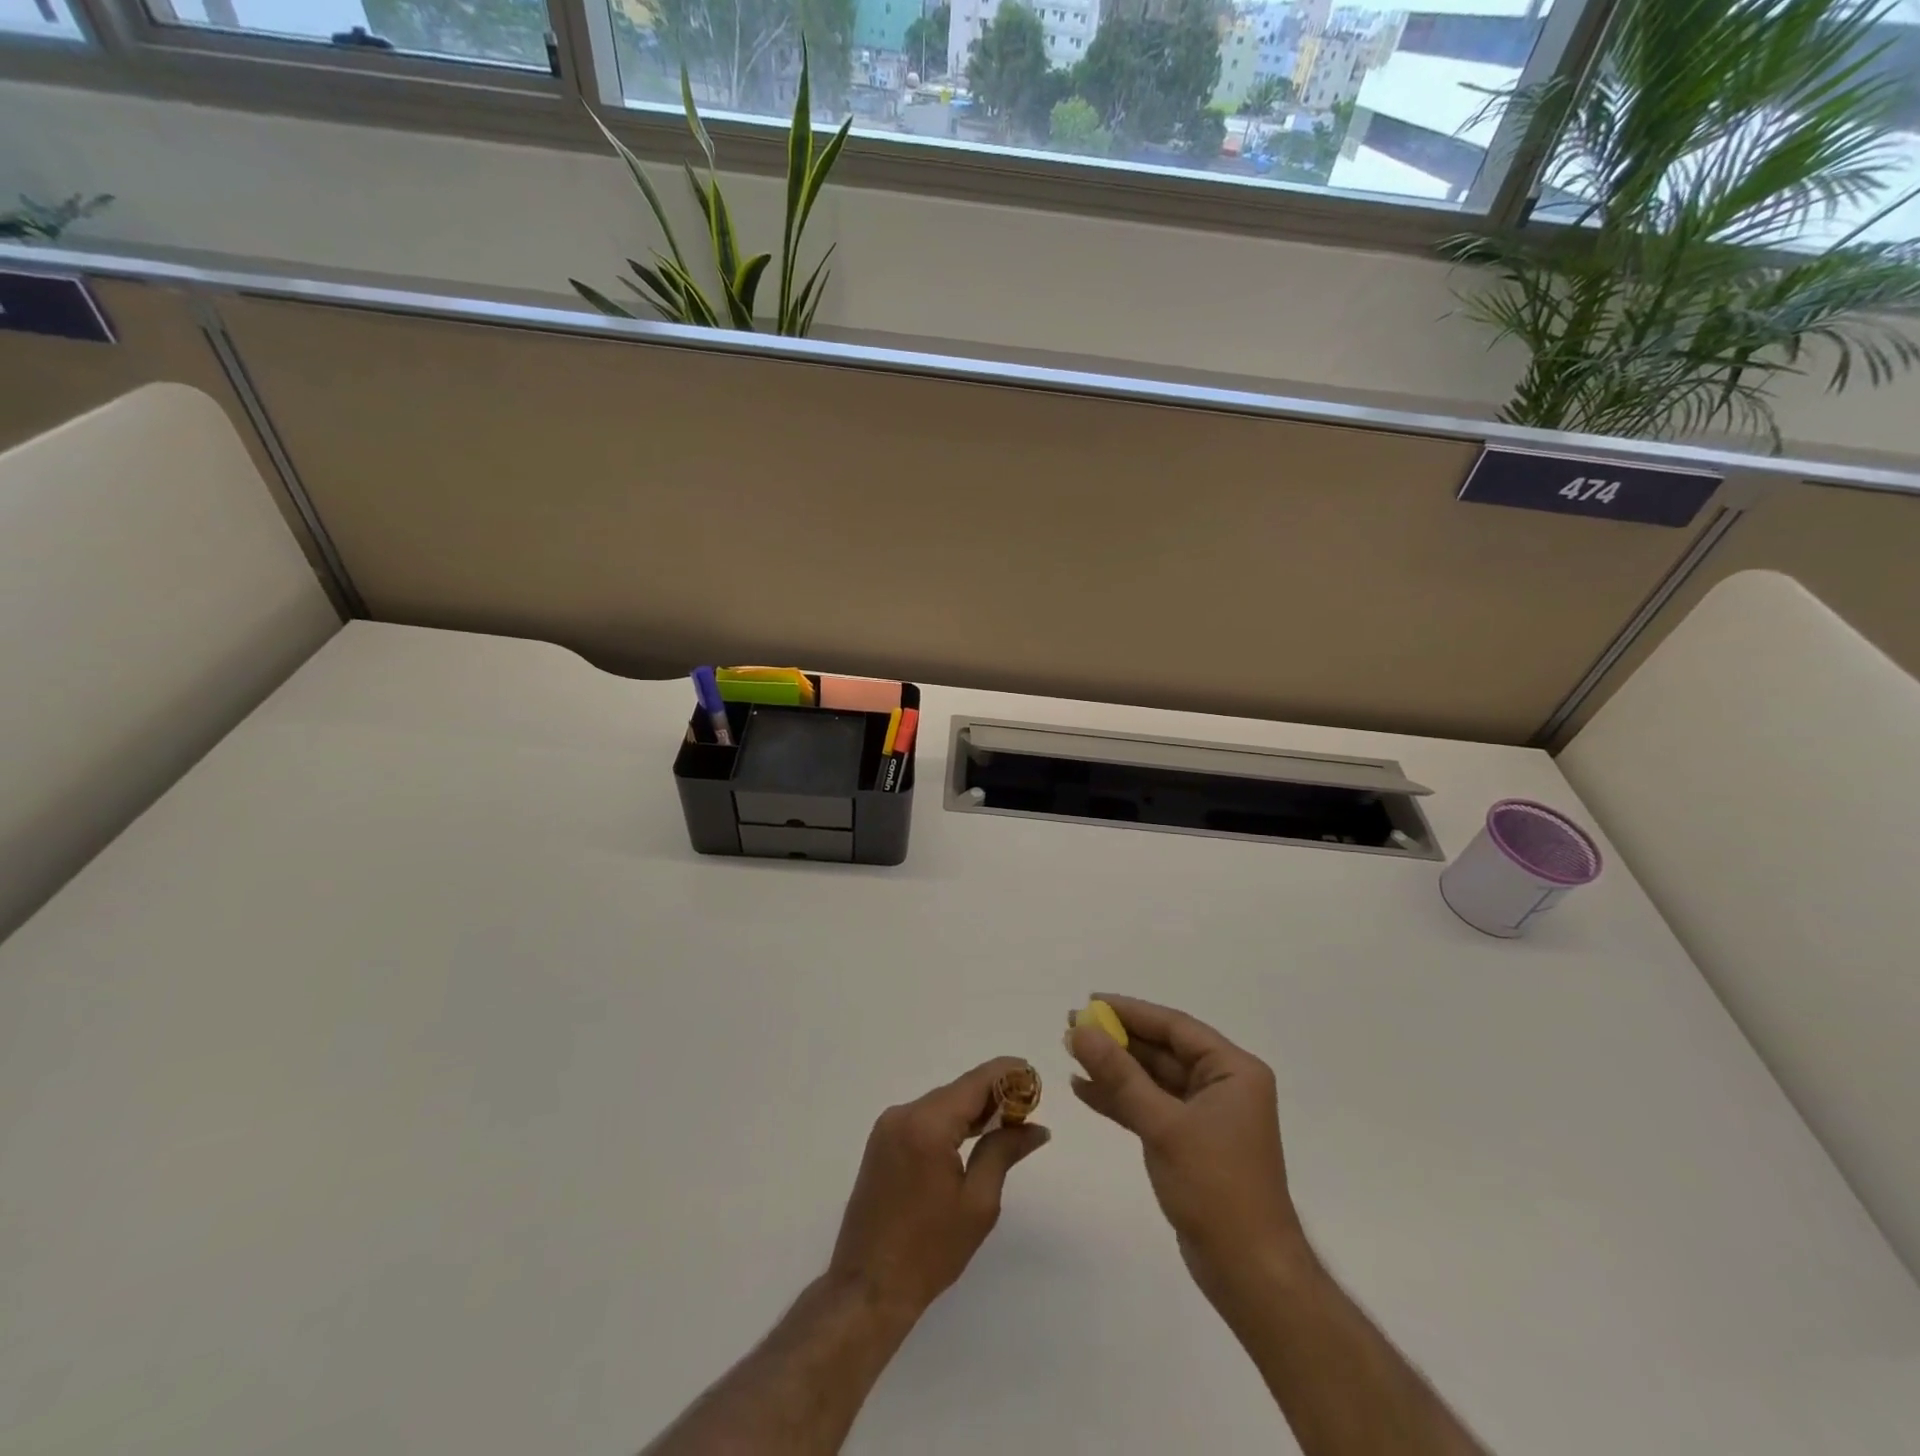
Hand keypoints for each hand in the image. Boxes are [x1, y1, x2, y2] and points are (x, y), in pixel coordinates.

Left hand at [827, 1057, 1049, 1319]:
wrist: (868, 1287)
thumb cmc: (929, 1251)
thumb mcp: (978, 1203)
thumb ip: (1004, 1152)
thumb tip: (1035, 1127)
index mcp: (927, 1125)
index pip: (974, 1083)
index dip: (1006, 1074)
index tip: (1033, 1074)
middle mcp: (903, 1114)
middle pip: (957, 1091)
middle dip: (993, 1094)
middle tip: (1029, 1106)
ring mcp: (888, 1126)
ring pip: (941, 1104)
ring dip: (972, 1109)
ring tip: (1009, 1121)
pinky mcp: (882, 1142)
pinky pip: (924, 1118)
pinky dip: (950, 1122)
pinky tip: (974, 1135)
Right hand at [1068, 995, 1310, 1301]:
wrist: (1249, 1273)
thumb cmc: (1216, 1188)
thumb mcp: (1163, 1125)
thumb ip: (1120, 1075)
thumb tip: (1081, 1030)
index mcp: (1233, 1070)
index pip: (1175, 1026)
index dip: (1131, 1011)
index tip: (1090, 1001)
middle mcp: (1223, 1085)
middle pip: (1162, 1050)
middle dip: (1117, 1039)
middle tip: (1072, 1026)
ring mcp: (1206, 1115)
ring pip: (1152, 1079)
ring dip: (1114, 1068)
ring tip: (1071, 1052)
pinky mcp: (1190, 1142)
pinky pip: (1150, 1107)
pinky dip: (1120, 1099)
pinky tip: (1084, 1089)